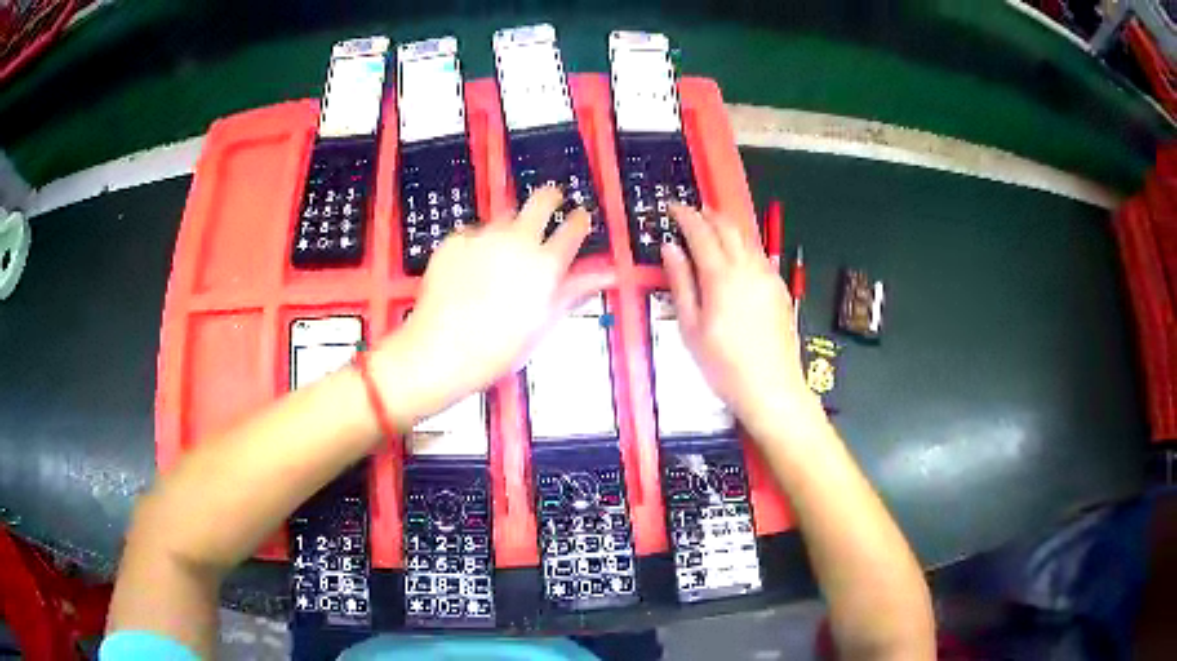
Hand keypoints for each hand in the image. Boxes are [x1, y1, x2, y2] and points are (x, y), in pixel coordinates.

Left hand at [371, 186, 589, 423]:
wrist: (441, 351)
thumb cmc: (498, 348)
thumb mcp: (543, 323)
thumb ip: (574, 291)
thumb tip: (606, 275)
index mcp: (546, 264)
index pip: (574, 227)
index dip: (579, 220)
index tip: (580, 218)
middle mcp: (518, 241)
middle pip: (542, 200)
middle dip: (550, 198)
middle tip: (551, 203)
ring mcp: (483, 237)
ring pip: (505, 217)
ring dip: (510, 228)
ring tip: (500, 257)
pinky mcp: (455, 240)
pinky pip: (473, 234)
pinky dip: (476, 246)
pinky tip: (469, 271)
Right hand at [662, 205, 823, 439]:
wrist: (772, 388)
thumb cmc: (723, 365)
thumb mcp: (691, 327)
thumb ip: (681, 282)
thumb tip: (670, 248)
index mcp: (721, 276)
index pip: (701, 232)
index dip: (685, 216)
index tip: (672, 207)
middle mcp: (748, 268)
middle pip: (728, 228)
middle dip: (708, 215)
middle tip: (692, 212)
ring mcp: (768, 276)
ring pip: (747, 238)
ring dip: (727, 227)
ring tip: (712, 226)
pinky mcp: (780, 289)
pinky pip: (760, 255)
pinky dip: (744, 245)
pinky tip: (737, 254)